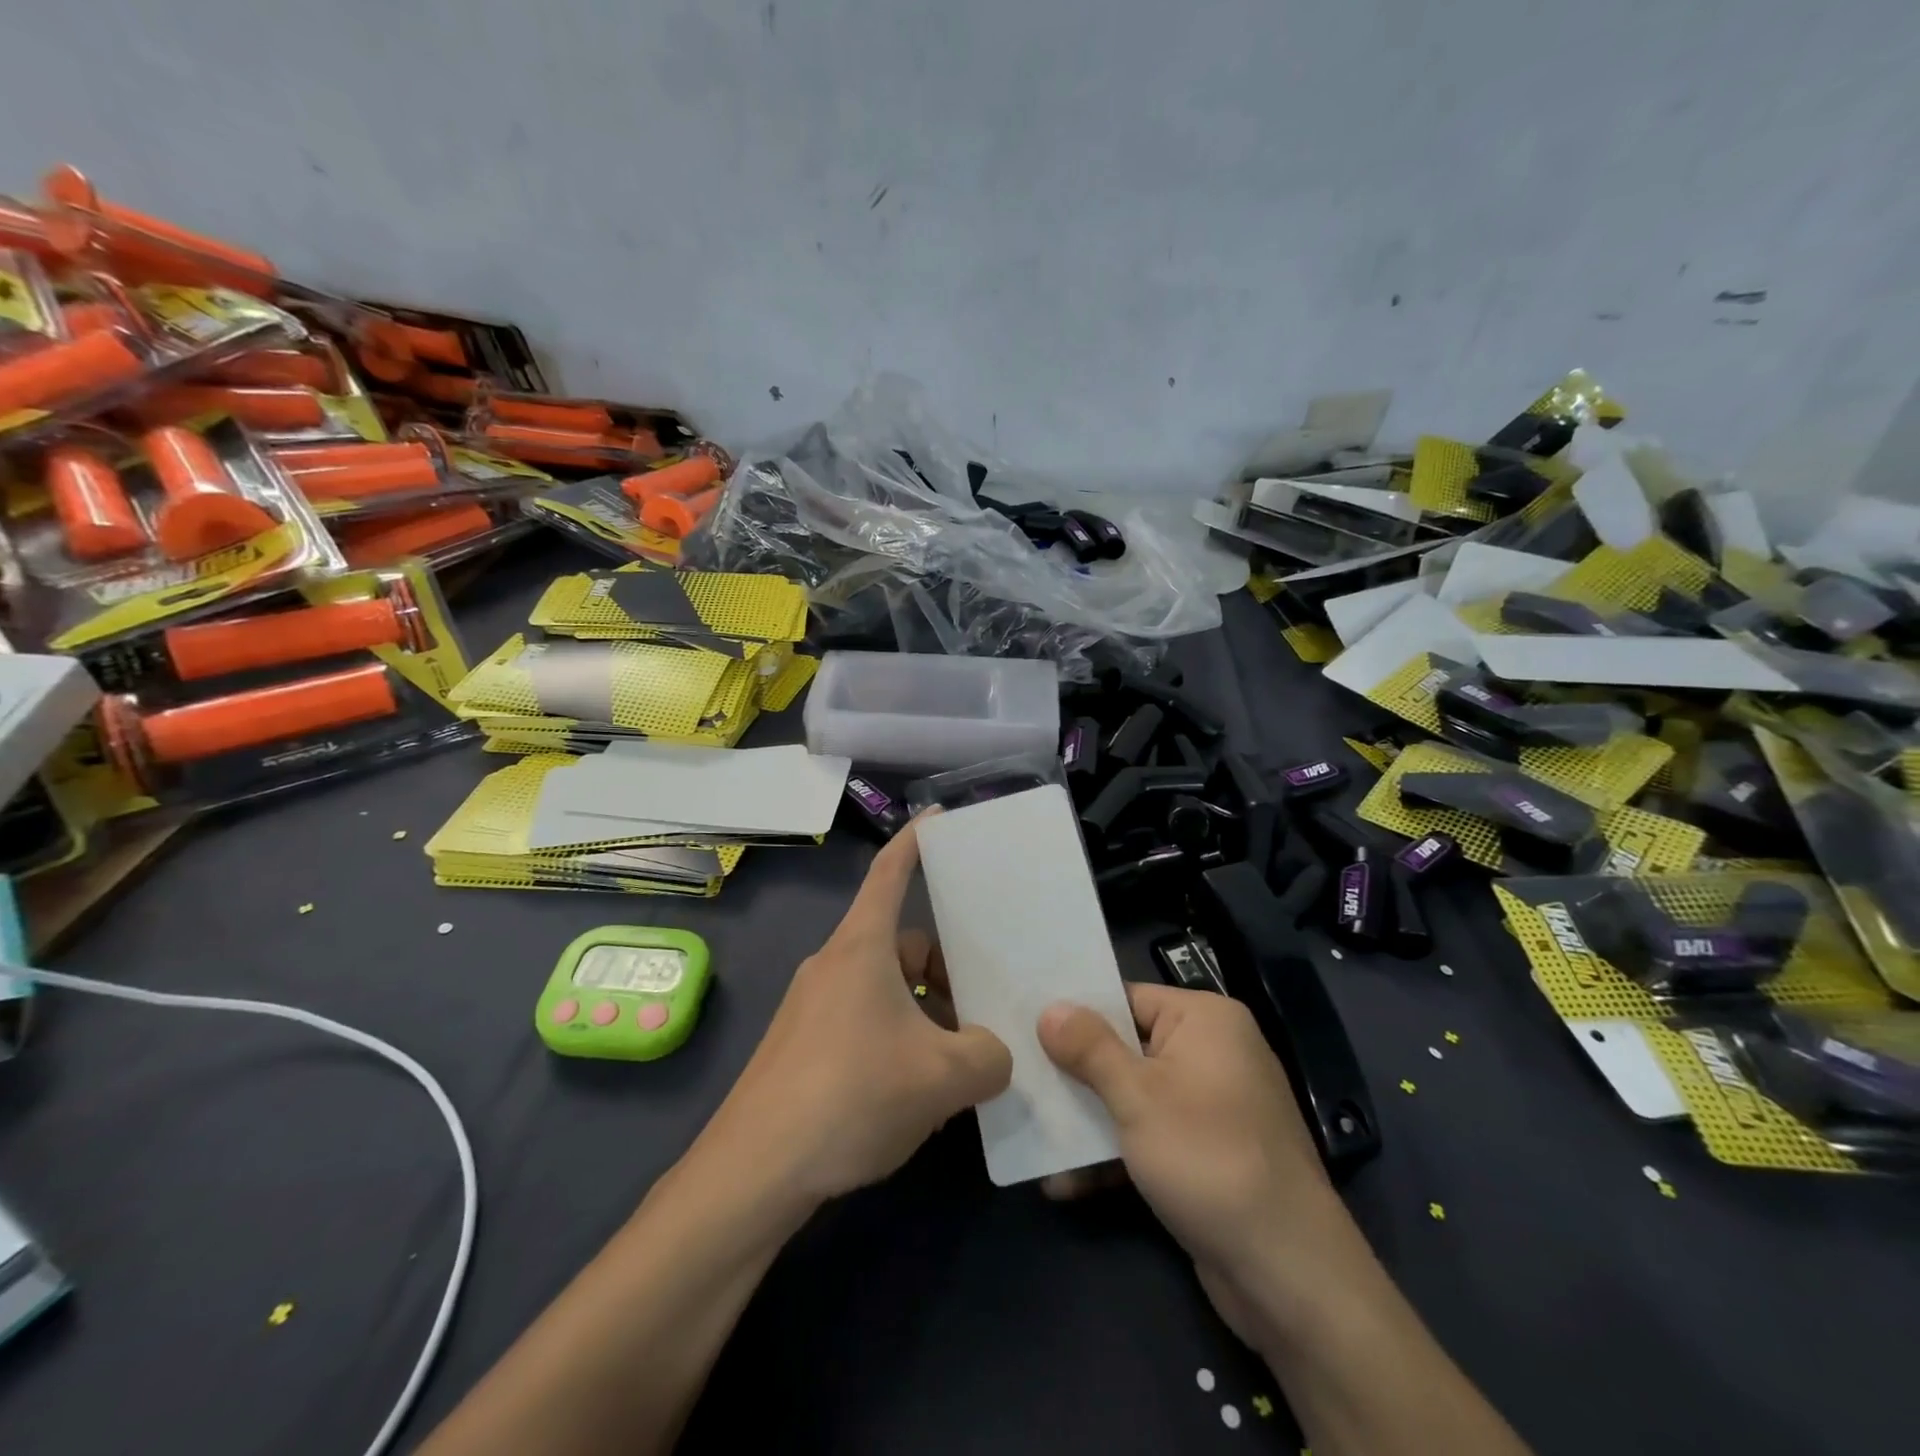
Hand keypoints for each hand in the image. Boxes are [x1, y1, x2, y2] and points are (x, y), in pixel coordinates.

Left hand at [705, 822, 1011, 1204]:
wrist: (754, 1171)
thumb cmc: (851, 1095)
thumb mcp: (942, 1077)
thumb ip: (989, 1056)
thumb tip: (995, 1053)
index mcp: (862, 948)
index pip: (890, 873)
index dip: (915, 841)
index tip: (938, 818)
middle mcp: (834, 965)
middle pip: (901, 942)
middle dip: (945, 965)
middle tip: (985, 1000)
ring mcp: (814, 1006)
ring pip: (885, 986)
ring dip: (924, 1009)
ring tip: (960, 1056)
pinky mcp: (803, 1046)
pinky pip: (865, 1019)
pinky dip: (898, 1036)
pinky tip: (918, 1086)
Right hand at [1038, 985, 1359, 1350]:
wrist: (1288, 1274)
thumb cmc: (1208, 1158)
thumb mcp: (1138, 1097)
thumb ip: (1089, 1048)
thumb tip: (1050, 1008)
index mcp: (1205, 1020)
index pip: (1127, 998)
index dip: (1077, 1013)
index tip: (1026, 1024)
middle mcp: (1212, 1053)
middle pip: (1126, 1048)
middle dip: (1075, 1073)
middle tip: (1020, 1077)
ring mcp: (1211, 1106)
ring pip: (1133, 1096)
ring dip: (1087, 1120)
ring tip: (1032, 1133)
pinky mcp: (1206, 1154)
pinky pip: (1150, 1136)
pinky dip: (1114, 1153)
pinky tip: (1065, 1181)